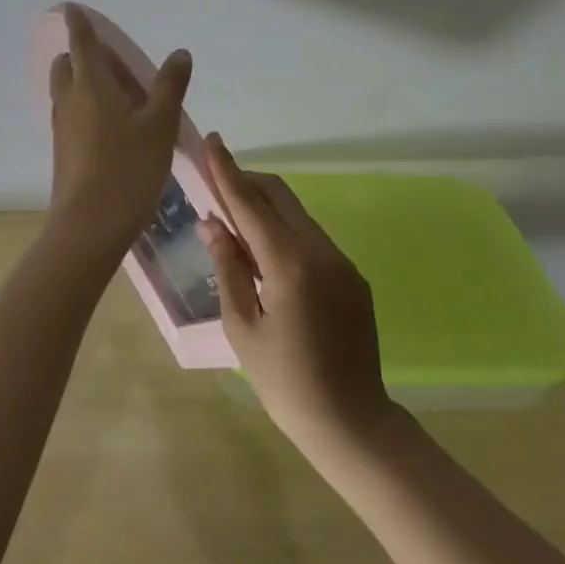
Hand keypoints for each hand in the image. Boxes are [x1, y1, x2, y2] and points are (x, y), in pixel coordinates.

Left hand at [47, 5, 191, 253]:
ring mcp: (62, 127)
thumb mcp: (160, 125)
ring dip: (87, 83)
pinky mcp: (63, 150)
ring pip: (69, 91)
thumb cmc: (128, 169)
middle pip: (69, 65)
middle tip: (121, 67)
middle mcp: (69, 100)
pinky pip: (72, 114)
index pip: (81, 42)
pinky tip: (115, 129)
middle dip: (86, 56)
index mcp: (90, 85)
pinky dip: (87, 107)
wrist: (89, 227)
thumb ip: (170, 86)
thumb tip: (179, 53)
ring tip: (124, 98)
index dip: (78, 23)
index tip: (72, 8)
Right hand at [199, 135, 395, 459]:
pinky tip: (265, 254)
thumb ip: (228, 267)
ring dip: (264, 207)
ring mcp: (341, 261)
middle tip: (214, 182)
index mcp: (289, 264)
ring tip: (233, 221)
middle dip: (245, 181)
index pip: (250, 203)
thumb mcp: (242, 327)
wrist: (353, 423)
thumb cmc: (285, 382)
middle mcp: (320, 251)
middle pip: (278, 195)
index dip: (226, 170)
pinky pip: (310, 237)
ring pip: (296, 214)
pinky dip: (283, 230)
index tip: (211, 140)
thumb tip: (212, 223)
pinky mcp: (352, 275)